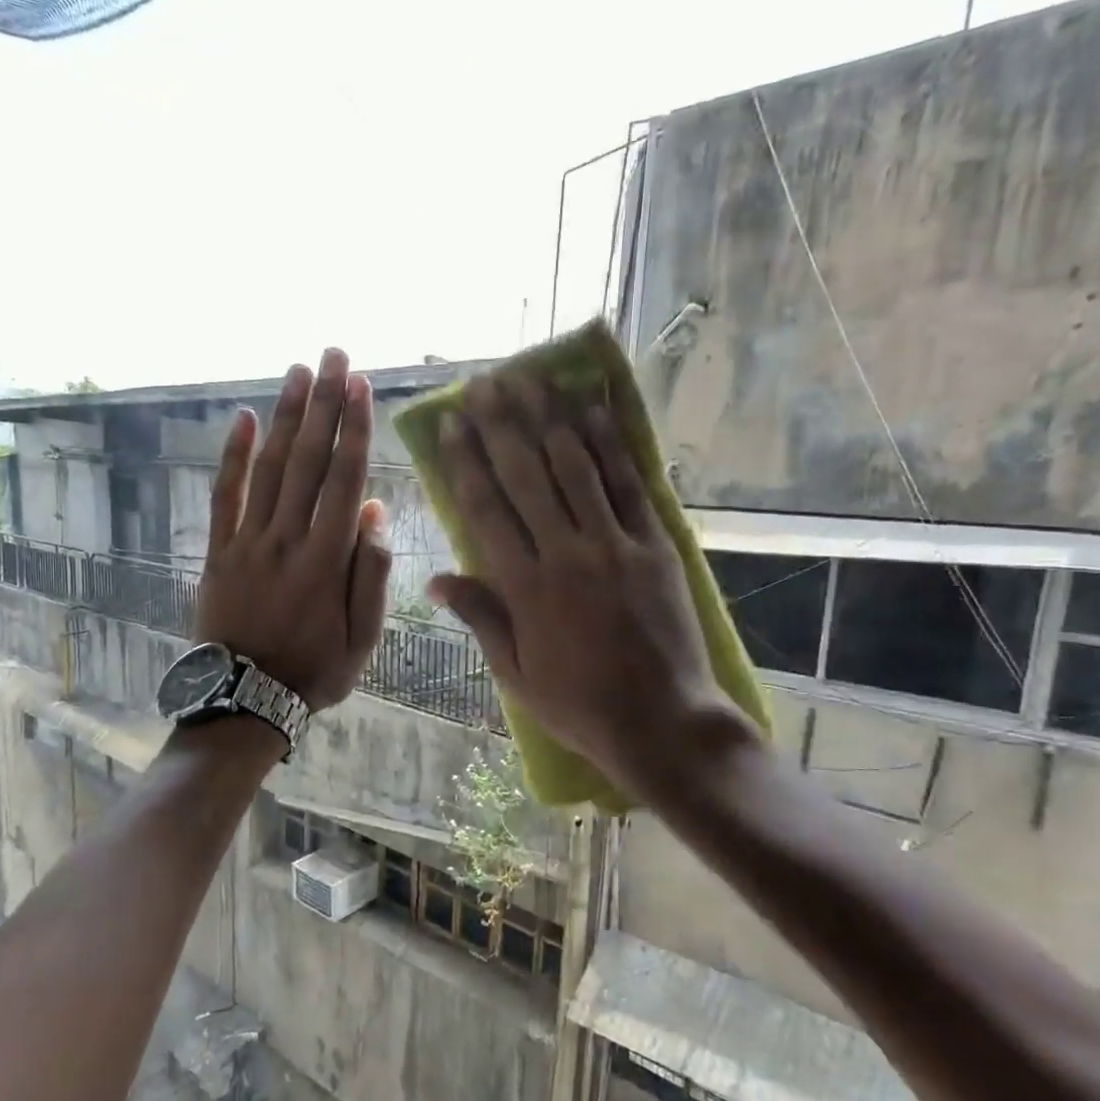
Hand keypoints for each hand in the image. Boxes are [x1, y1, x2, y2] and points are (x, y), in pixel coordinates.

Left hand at [195, 349, 390, 710]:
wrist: (246, 698)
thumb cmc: (315, 670)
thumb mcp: (363, 637)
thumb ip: (371, 573)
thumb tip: (377, 510)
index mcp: (328, 560)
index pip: (345, 481)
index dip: (354, 430)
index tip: (361, 387)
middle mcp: (288, 539)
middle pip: (309, 461)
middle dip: (324, 404)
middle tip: (334, 355)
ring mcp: (249, 542)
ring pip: (270, 468)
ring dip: (286, 417)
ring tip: (299, 372)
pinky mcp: (219, 550)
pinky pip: (225, 495)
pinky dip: (234, 456)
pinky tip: (245, 419)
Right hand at [427, 375, 742, 796]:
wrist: (661, 721)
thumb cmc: (579, 705)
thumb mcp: (516, 673)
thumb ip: (481, 618)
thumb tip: (438, 579)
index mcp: (525, 588)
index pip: (486, 509)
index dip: (465, 462)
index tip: (450, 424)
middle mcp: (566, 554)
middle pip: (526, 476)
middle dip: (501, 425)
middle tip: (484, 383)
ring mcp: (615, 545)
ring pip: (575, 467)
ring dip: (549, 418)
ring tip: (530, 378)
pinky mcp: (656, 545)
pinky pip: (630, 484)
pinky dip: (609, 443)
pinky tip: (592, 407)